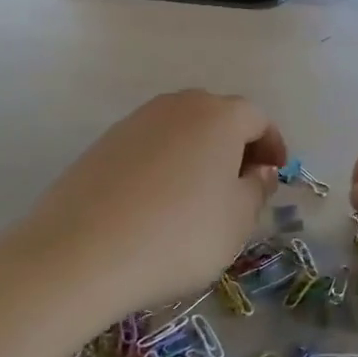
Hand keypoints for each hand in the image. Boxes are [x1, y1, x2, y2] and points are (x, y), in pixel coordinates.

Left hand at [9, 91, 284, 311]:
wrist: (83, 251)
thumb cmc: (179, 236)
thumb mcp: (236, 221)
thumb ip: (256, 189)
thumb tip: (259, 170)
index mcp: (219, 116)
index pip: (258, 118)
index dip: (272, 145)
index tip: (274, 175)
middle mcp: (178, 105)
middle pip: (218, 116)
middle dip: (236, 145)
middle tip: (240, 184)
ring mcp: (137, 120)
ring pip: (182, 128)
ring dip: (199, 152)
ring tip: (199, 195)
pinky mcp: (105, 141)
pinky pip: (151, 144)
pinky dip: (165, 162)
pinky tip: (158, 200)